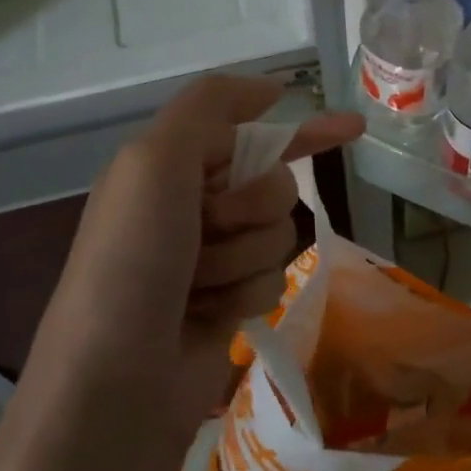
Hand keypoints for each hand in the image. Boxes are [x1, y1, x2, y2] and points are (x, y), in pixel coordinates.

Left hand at [24, 76, 363, 444]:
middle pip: (273, 184)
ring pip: (278, 233)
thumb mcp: (154, 163)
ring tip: (198, 284)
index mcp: (168, 167)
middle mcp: (191, 206)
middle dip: (250, 207)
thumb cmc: (132, 261)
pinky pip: (273, 278)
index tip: (354, 127)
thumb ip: (207, 109)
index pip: (248, 132)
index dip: (301, 127)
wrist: (117, 382)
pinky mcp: (229, 302)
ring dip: (245, 256)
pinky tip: (211, 315)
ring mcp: (212, 257)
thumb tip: (269, 88)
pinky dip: (247, 293)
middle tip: (208, 231)